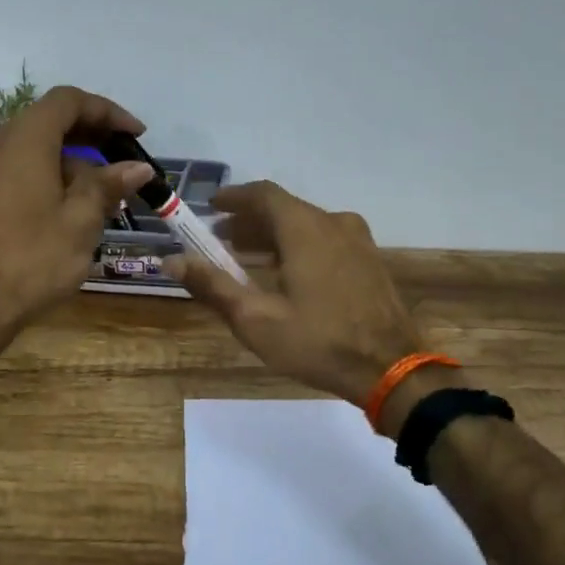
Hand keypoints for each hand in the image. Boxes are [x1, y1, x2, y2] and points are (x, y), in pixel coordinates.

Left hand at [0, 86, 154, 321]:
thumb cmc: (35, 257)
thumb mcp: (81, 220)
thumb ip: (108, 184)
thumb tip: (137, 167)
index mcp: (24, 139)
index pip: (69, 101)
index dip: (107, 111)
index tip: (136, 134)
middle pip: (49, 120)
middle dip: (91, 136)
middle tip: (123, 160)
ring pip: (33, 147)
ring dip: (71, 160)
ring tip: (104, 194)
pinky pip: (17, 167)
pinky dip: (47, 174)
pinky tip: (70, 207)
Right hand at [168, 181, 433, 413]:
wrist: (393, 369)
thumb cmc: (319, 342)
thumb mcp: (256, 319)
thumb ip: (213, 285)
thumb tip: (171, 260)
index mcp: (305, 228)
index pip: (263, 194)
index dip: (233, 198)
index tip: (210, 208)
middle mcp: (333, 223)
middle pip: (284, 209)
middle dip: (249, 221)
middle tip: (220, 240)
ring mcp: (357, 241)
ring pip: (306, 225)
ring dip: (273, 235)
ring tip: (246, 259)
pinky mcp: (370, 261)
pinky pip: (326, 239)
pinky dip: (299, 246)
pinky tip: (286, 274)